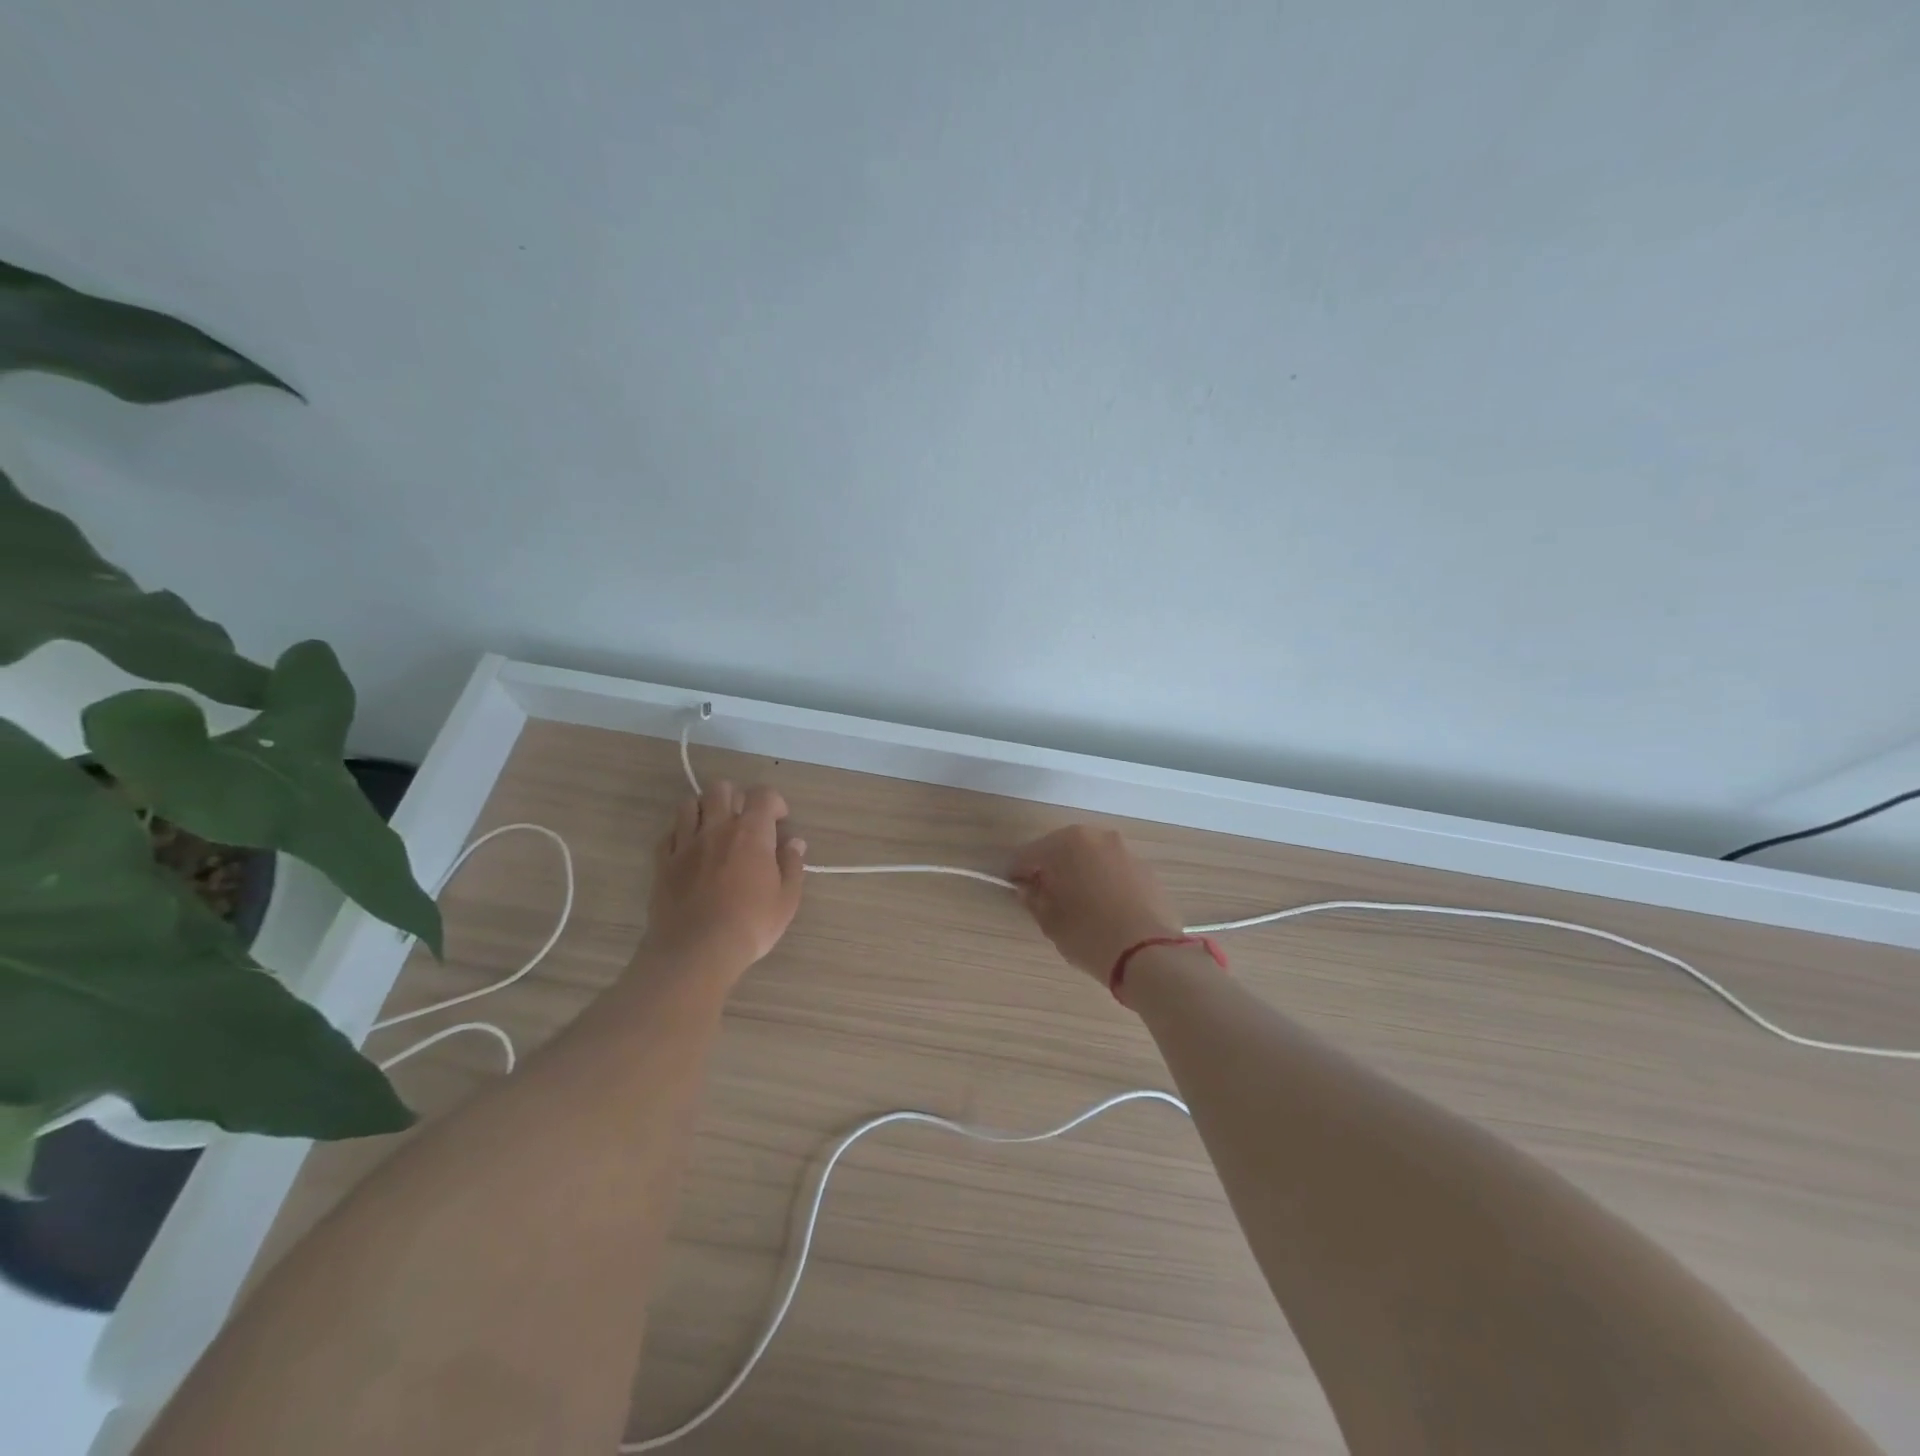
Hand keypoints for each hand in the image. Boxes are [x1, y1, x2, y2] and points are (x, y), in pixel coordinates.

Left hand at [644, 779, 806, 981]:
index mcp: (751, 833)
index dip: (774, 802)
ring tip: (713, 829)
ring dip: (703, 810)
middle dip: (736, 797)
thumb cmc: (750, 925)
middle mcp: (716, 828)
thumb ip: (791, 865)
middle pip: (721, 788)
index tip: (779, 821)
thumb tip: (794, 842)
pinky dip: (680, 835)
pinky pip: (668, 834)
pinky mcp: (662, 862)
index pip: (763, 795)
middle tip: (744, 821)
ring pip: (688, 804)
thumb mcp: (786, 899)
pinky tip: (689, 851)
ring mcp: (685, 844)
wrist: (696, 951)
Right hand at [1008, 825, 1184, 982]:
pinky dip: (1103, 882)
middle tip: (1044, 897)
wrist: (1149, 954)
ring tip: (1076, 904)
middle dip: (1051, 869)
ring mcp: (1125, 851)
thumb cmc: (1089, 934)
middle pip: (1062, 850)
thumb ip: (1033, 899)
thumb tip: (1028, 890)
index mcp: (1067, 843)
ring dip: (1079, 874)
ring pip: (1091, 858)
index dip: (1017, 873)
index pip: (1029, 854)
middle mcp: (1097, 837)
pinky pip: (1114, 871)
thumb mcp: (1050, 921)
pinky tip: (1104, 908)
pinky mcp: (1147, 870)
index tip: (1013, 889)